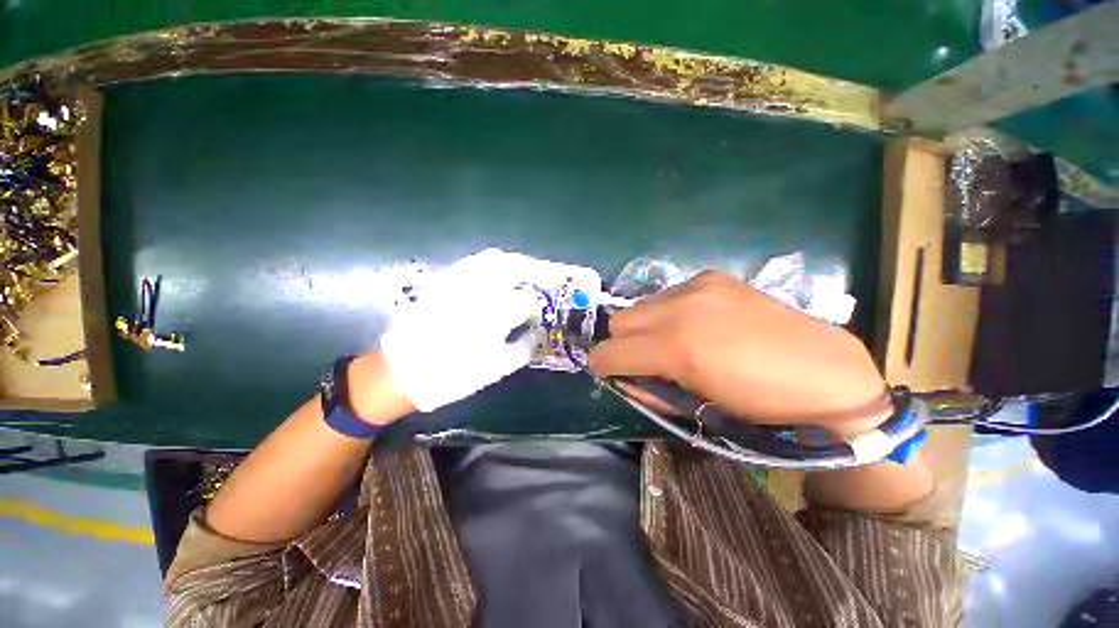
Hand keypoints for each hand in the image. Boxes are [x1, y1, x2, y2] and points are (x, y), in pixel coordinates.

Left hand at [378, 248, 574, 412]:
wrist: (403, 371)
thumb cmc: (455, 374)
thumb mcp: (498, 368)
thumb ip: (525, 347)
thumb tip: (537, 332)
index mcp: (497, 312)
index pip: (529, 302)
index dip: (539, 308)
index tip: (542, 316)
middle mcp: (481, 288)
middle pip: (516, 267)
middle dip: (536, 272)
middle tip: (545, 280)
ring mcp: (460, 280)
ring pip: (494, 259)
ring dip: (514, 264)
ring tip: (524, 275)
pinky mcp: (444, 280)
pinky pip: (472, 262)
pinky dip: (490, 264)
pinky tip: (495, 276)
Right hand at [589, 271, 890, 434]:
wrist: (825, 373)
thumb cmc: (760, 406)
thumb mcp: (697, 409)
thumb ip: (650, 391)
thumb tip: (623, 379)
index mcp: (677, 347)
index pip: (611, 351)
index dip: (602, 365)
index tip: (606, 372)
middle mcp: (680, 307)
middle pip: (620, 320)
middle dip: (622, 344)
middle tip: (644, 360)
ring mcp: (697, 286)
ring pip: (641, 305)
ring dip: (645, 327)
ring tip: (673, 341)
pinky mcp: (711, 277)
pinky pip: (668, 295)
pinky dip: (668, 312)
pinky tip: (695, 324)